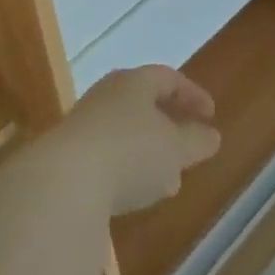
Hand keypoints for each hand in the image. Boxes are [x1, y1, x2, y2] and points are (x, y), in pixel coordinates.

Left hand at [50, 66, 221, 215]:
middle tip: (189, 146)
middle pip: (143, 102)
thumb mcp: (174, 148)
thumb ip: (195, 141)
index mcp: (134, 82)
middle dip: (169, 125)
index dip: (192, 94)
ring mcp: (84, 123)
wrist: (63, 181)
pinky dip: (127, 169)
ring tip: (168, 180)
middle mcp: (107, 94)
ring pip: (125, 131)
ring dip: (149, 152)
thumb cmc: (130, 152)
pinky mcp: (69, 154)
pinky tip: (135, 196)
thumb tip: (212, 135)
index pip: (168, 78)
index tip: (211, 115)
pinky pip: (107, 154)